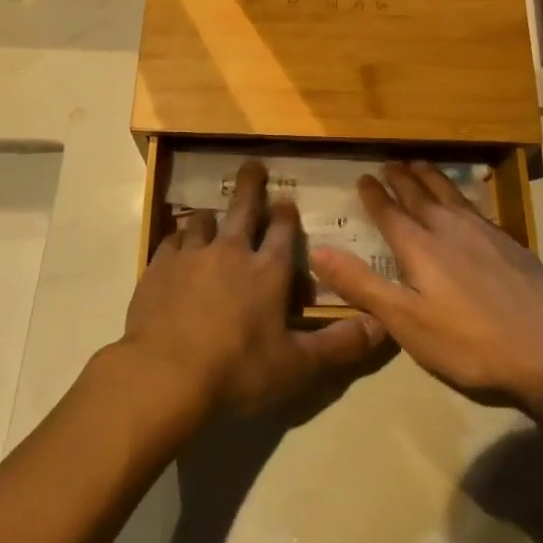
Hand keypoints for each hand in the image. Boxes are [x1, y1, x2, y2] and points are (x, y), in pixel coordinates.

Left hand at [119, 161, 389, 418]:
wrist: (164, 376)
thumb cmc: (237, 371)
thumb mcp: (297, 366)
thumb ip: (340, 345)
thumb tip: (384, 327)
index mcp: (267, 271)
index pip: (282, 230)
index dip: (285, 214)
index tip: (285, 201)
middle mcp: (230, 252)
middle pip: (242, 208)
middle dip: (250, 185)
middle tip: (252, 166)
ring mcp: (191, 256)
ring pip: (202, 222)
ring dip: (211, 217)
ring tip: (212, 215)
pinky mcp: (158, 268)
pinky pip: (170, 242)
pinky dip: (177, 240)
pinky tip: (176, 246)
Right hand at [311, 162, 542, 409]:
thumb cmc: (470, 342)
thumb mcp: (407, 322)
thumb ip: (362, 285)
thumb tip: (317, 250)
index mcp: (420, 247)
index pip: (390, 213)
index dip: (374, 195)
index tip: (362, 177)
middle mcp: (449, 229)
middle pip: (420, 195)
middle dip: (401, 178)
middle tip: (389, 163)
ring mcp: (483, 232)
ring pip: (450, 194)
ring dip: (431, 177)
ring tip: (421, 165)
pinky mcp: (509, 242)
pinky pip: (474, 205)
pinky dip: (460, 193)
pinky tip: (464, 201)